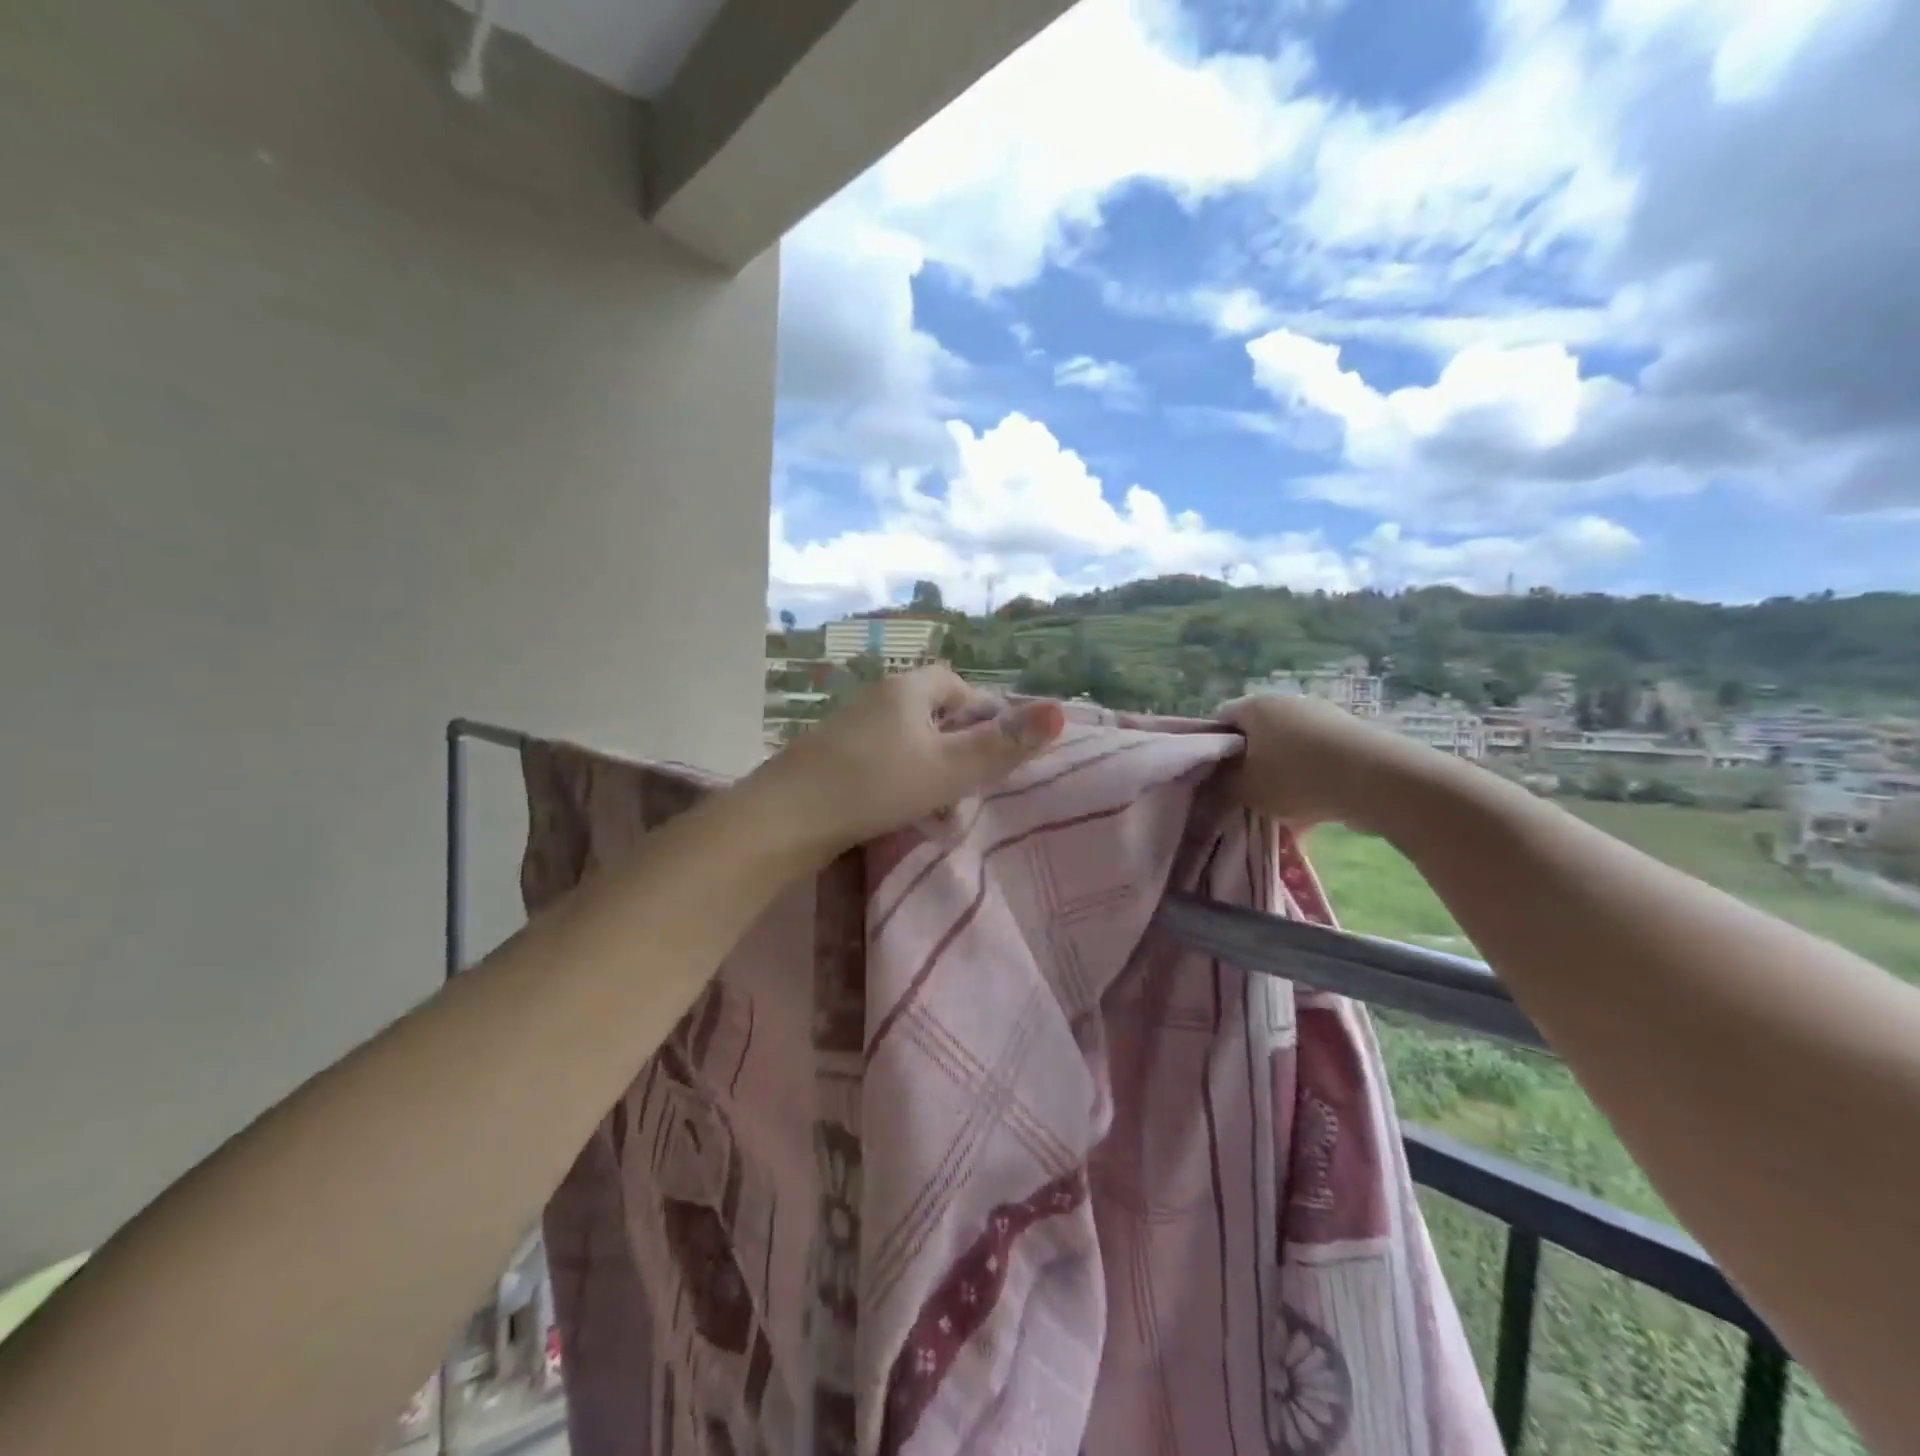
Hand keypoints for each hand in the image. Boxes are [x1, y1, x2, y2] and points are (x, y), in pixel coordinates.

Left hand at [747, 668, 1065, 861]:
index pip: (956, 685)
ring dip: (929, 771)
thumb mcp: (949, 768)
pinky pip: (881, 762)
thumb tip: (1061, 709)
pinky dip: (899, 782)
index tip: (993, 752)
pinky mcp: (831, 759)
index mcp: (907, 690)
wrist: (786, 818)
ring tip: (940, 812)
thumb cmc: (875, 785)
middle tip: (968, 786)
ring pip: (907, 743)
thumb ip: (1004, 745)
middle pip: (932, 715)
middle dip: (957, 748)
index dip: (981, 714)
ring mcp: (850, 730)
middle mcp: (877, 700)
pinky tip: (900, 814)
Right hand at [1219, 692, 1436, 831]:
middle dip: (1250, 764)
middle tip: (1247, 795)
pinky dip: (1312, 779)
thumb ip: (1221, 783)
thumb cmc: (1296, 778)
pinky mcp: (1351, 734)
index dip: (1213, 748)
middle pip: (1256, 733)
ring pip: (1288, 747)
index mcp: (1255, 706)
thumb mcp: (1244, 789)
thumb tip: (1215, 779)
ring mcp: (1323, 715)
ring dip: (1282, 774)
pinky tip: (1315, 810)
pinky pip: (1318, 757)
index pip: (1220, 719)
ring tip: (1284, 810)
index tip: (1216, 777)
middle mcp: (1287, 701)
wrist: (1377, 780)